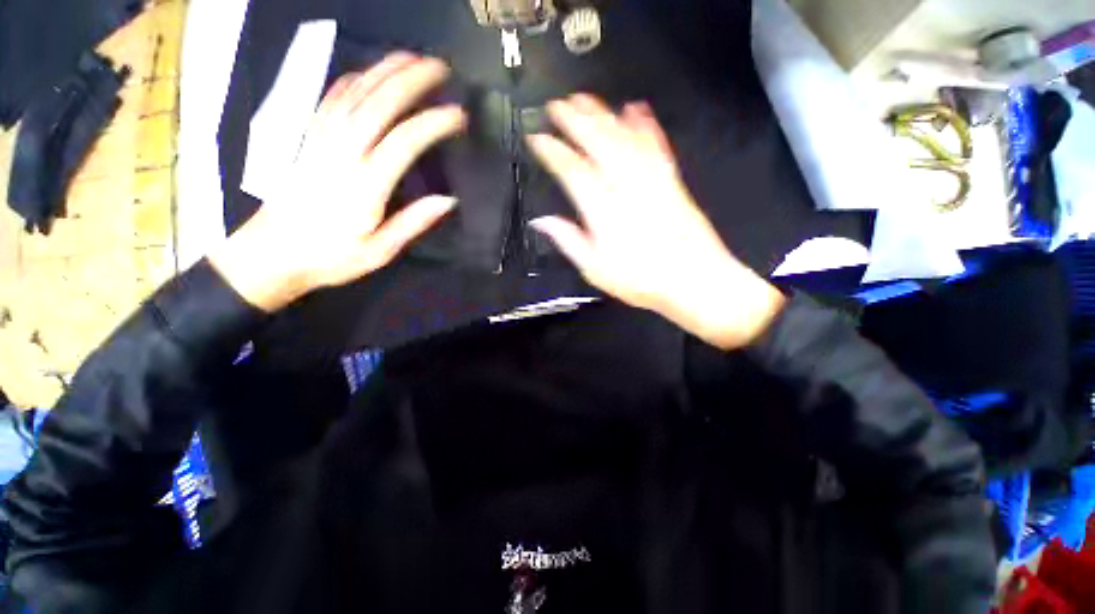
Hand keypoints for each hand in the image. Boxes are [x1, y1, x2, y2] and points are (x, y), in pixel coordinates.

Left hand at [210, 53, 466, 311]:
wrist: (271, 255)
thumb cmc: (330, 258)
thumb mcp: (379, 251)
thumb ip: (413, 223)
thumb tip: (449, 200)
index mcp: (364, 186)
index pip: (403, 142)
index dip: (432, 123)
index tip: (458, 114)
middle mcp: (341, 155)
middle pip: (377, 106)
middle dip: (410, 81)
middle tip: (438, 67)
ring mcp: (320, 142)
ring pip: (353, 95)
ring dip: (382, 71)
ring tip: (409, 57)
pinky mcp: (307, 141)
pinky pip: (328, 103)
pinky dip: (349, 82)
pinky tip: (364, 73)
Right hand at [526, 94, 785, 349]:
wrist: (694, 280)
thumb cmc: (641, 280)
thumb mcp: (596, 269)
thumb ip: (568, 241)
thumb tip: (542, 221)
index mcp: (604, 211)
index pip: (573, 171)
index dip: (554, 152)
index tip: (539, 138)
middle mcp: (627, 188)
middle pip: (599, 144)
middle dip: (576, 121)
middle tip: (559, 104)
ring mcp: (652, 181)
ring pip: (625, 139)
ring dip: (605, 115)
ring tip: (587, 100)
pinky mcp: (672, 181)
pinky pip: (656, 146)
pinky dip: (645, 125)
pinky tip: (636, 109)